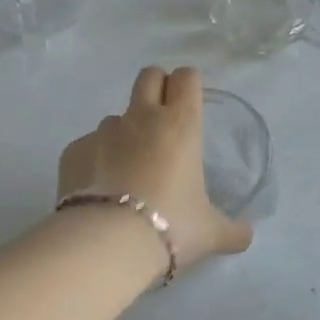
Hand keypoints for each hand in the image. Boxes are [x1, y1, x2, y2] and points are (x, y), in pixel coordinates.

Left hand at [57, 66, 253, 270]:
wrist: (108, 243)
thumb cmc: (171, 226)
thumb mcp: (211, 233)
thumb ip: (233, 230)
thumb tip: (246, 235)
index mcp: (180, 124)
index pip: (187, 77)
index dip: (189, 84)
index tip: (191, 103)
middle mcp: (141, 118)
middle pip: (149, 76)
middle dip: (157, 87)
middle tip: (163, 120)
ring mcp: (102, 132)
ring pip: (116, 117)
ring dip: (125, 134)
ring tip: (129, 171)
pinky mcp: (73, 151)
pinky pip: (88, 147)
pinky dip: (95, 161)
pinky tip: (100, 191)